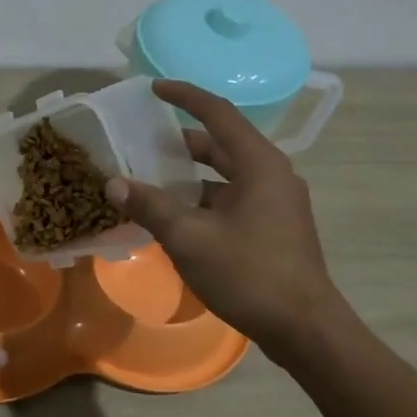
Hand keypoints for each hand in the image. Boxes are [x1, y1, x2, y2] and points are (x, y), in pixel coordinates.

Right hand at [104, 80, 339, 352]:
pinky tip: (176, 217)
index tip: (154, 89)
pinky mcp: (275, 227)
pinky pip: (233, 199)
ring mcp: (277, 203)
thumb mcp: (189, 238)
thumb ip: (150, 206)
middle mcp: (272, 175)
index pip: (218, 114)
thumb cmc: (248, 273)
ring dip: (191, 175)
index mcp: (259, 164)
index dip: (185, 97)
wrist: (303, 327)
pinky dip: (204, 200)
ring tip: (152, 179)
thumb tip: (113, 183)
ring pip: (227, 175)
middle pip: (222, 144)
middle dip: (182, 141)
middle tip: (143, 141)